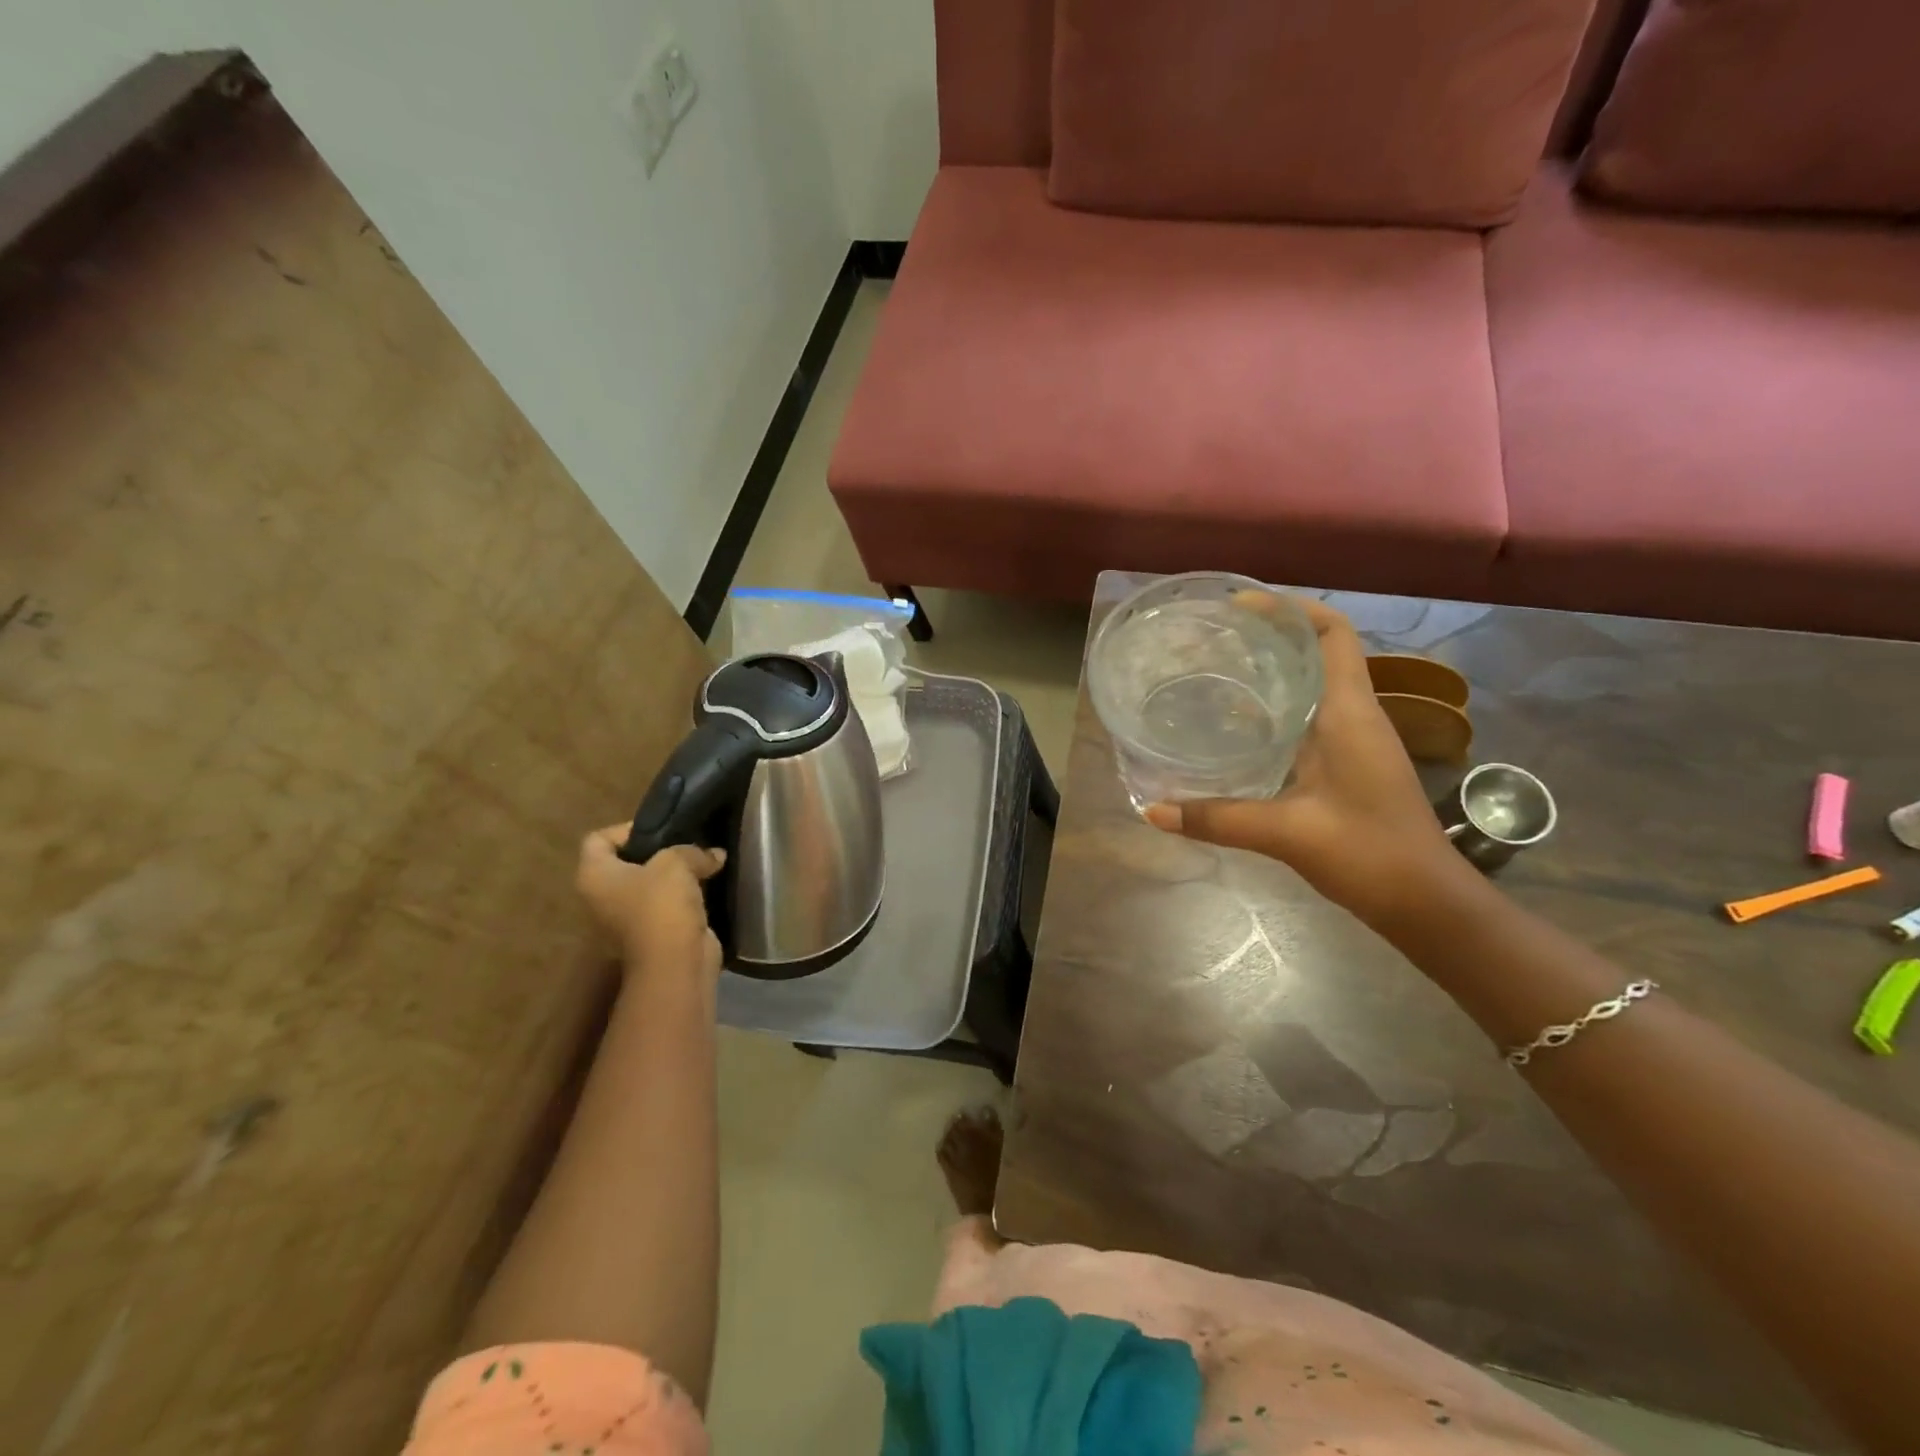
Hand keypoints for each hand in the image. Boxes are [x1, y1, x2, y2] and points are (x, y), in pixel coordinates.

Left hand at [576, 825, 726, 979]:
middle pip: (625, 861)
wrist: (675, 962)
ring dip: (673, 874)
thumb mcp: (676, 862)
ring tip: (700, 861)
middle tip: (685, 842)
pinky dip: (682, 895)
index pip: (598, 839)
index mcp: (594, 876)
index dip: (627, 828)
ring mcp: (624, 918)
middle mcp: (601, 897)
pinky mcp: (651, 932)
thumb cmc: (661, 905)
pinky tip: (706, 885)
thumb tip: (714, 855)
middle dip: (657, 850)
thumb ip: (692, 850)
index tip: (661, 828)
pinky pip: (664, 904)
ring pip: (648, 884)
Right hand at [1143, 596, 1460, 928]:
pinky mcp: (1350, 765)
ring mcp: (1357, 742)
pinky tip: (1239, 728)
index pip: (1333, 634)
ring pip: (1315, 686)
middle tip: (1215, 638)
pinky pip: (1312, 718)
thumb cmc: (1369, 854)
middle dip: (1272, 636)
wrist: (1428, 903)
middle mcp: (1356, 716)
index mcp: (1350, 714)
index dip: (1292, 609)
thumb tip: (1153, 810)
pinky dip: (1277, 710)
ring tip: (1218, 672)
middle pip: (1320, 652)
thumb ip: (1218, 819)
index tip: (1242, 605)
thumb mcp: (1286, 833)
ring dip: (1274, 672)